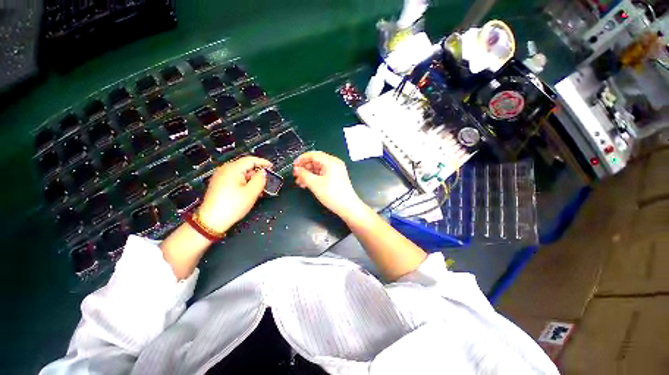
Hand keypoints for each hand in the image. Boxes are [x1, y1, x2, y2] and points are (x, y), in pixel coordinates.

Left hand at [197, 156, 271, 232]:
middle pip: (245, 166)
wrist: (212, 221)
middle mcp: (225, 170)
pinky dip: (245, 182)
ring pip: (241, 173)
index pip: (251, 160)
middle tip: (267, 181)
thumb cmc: (232, 206)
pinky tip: (250, 191)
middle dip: (258, 173)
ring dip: (252, 179)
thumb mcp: (251, 192)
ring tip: (260, 188)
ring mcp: (221, 177)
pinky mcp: (219, 184)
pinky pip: (235, 179)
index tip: (272, 167)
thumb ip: (260, 179)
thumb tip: (263, 172)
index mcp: (232, 169)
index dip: (263, 162)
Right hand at [293, 151, 364, 218]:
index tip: (294, 166)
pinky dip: (315, 177)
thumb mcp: (314, 184)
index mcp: (331, 161)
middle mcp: (335, 163)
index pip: (313, 154)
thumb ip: (303, 174)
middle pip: (316, 160)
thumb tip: (297, 169)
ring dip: (308, 174)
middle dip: (304, 168)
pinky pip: (323, 173)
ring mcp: (336, 170)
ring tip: (300, 182)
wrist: (347, 207)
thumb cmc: (333, 195)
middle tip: (296, 175)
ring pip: (319, 168)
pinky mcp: (337, 177)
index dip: (301, 159)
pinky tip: (308, 184)